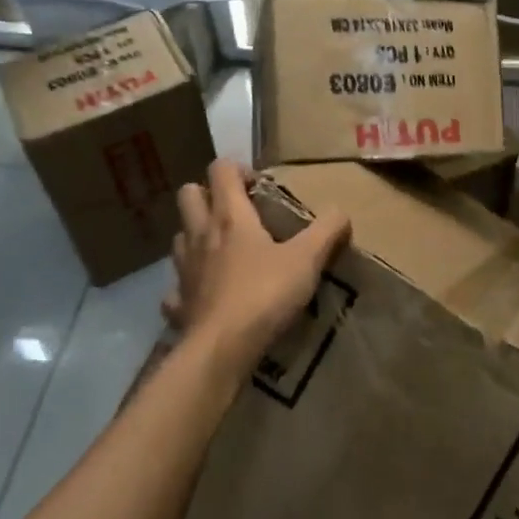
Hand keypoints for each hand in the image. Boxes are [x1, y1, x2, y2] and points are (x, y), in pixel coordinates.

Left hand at [164, 160, 351, 374]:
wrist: (222, 350)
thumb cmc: (264, 294)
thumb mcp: (307, 259)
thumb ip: (327, 230)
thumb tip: (341, 211)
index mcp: (230, 216)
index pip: (220, 170)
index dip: (238, 169)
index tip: (259, 185)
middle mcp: (200, 235)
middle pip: (188, 195)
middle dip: (207, 195)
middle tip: (237, 211)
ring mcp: (183, 270)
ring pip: (180, 237)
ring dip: (197, 236)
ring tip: (223, 250)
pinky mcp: (178, 304)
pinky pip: (176, 288)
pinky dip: (189, 286)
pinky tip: (207, 295)